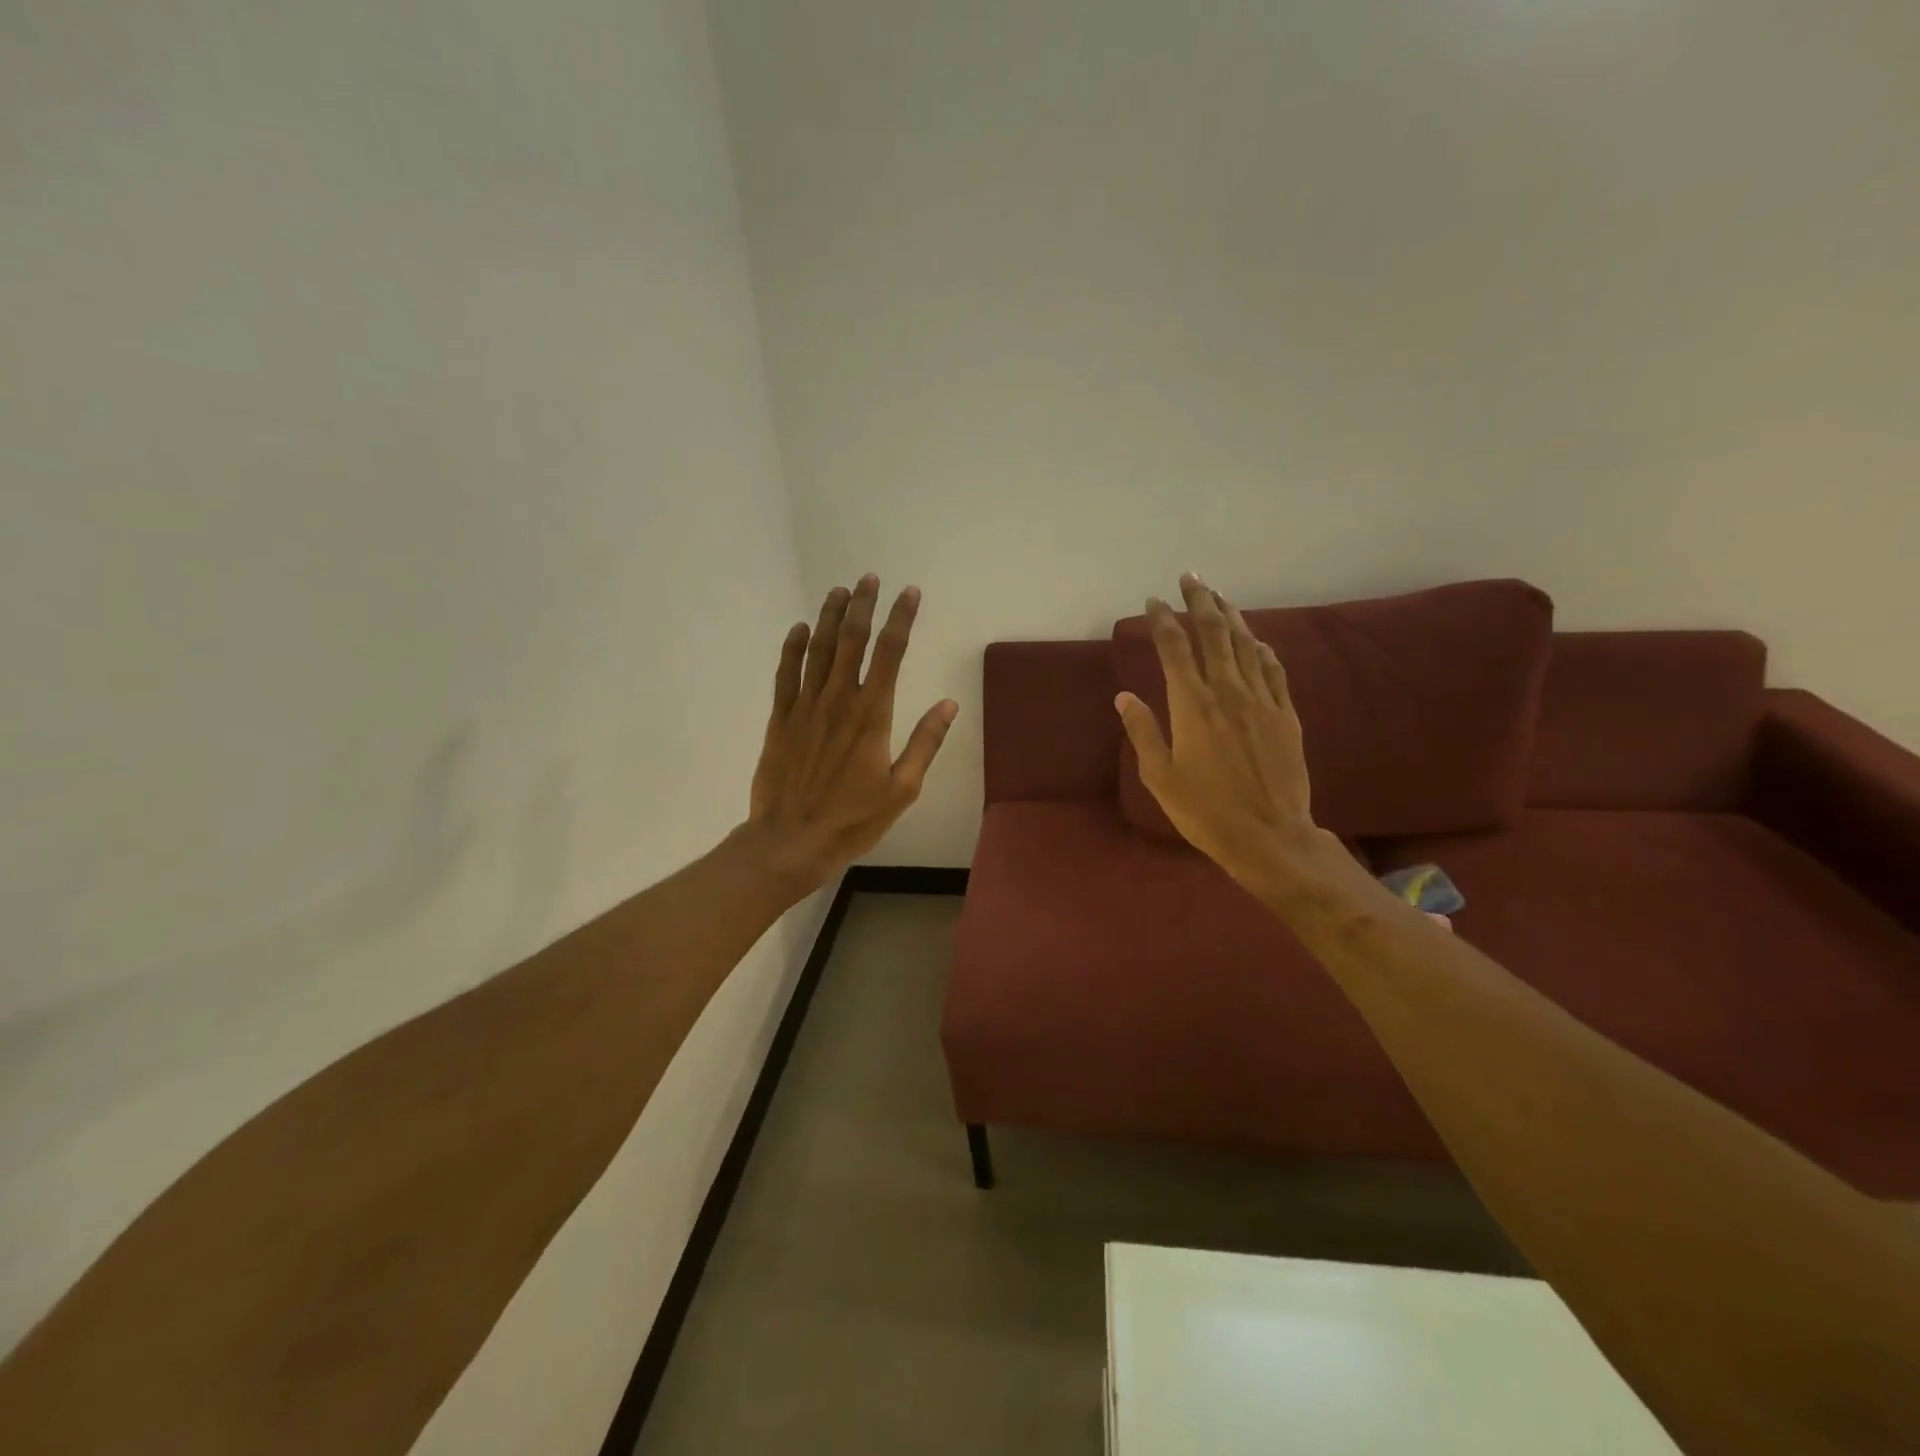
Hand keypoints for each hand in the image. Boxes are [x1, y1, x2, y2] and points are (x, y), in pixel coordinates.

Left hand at [745, 574, 957, 895]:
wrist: (792, 841)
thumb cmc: (853, 819)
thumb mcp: (902, 789)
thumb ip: (925, 742)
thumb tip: (950, 704)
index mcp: (872, 715)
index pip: (890, 653)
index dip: (900, 619)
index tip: (909, 593)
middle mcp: (838, 700)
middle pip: (852, 641)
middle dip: (862, 606)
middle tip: (869, 578)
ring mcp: (805, 707)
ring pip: (818, 650)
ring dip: (830, 618)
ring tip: (839, 591)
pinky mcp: (781, 720)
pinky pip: (786, 674)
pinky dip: (793, 648)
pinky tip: (800, 629)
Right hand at [1115, 573, 1330, 892]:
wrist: (1271, 837)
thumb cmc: (1206, 812)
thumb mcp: (1160, 777)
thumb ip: (1142, 731)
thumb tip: (1124, 695)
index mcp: (1192, 706)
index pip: (1174, 648)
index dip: (1163, 620)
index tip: (1153, 601)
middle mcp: (1228, 692)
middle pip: (1214, 633)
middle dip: (1200, 601)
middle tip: (1190, 578)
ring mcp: (1262, 701)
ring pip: (1245, 644)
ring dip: (1231, 616)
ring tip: (1218, 596)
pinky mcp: (1286, 714)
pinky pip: (1273, 670)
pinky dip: (1261, 648)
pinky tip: (1255, 640)